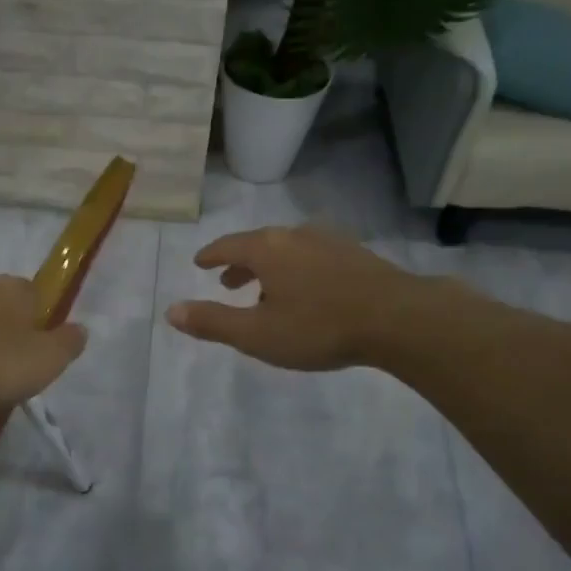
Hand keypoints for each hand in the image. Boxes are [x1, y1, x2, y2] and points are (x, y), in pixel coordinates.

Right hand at [166, 226, 414, 371]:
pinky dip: (296, 268)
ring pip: (287, 250)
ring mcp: (328, 241)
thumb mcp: (257, 334)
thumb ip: (213, 322)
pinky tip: (307, 290)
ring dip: (269, 267)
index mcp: (267, 249)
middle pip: (257, 244)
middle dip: (239, 263)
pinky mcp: (355, 254)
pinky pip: (312, 256)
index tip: (200, 263)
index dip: (210, 255)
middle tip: (227, 281)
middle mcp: (294, 235)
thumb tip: (171, 311)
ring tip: (265, 291)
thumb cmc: (319, 327)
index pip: (227, 246)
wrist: (399, 318)